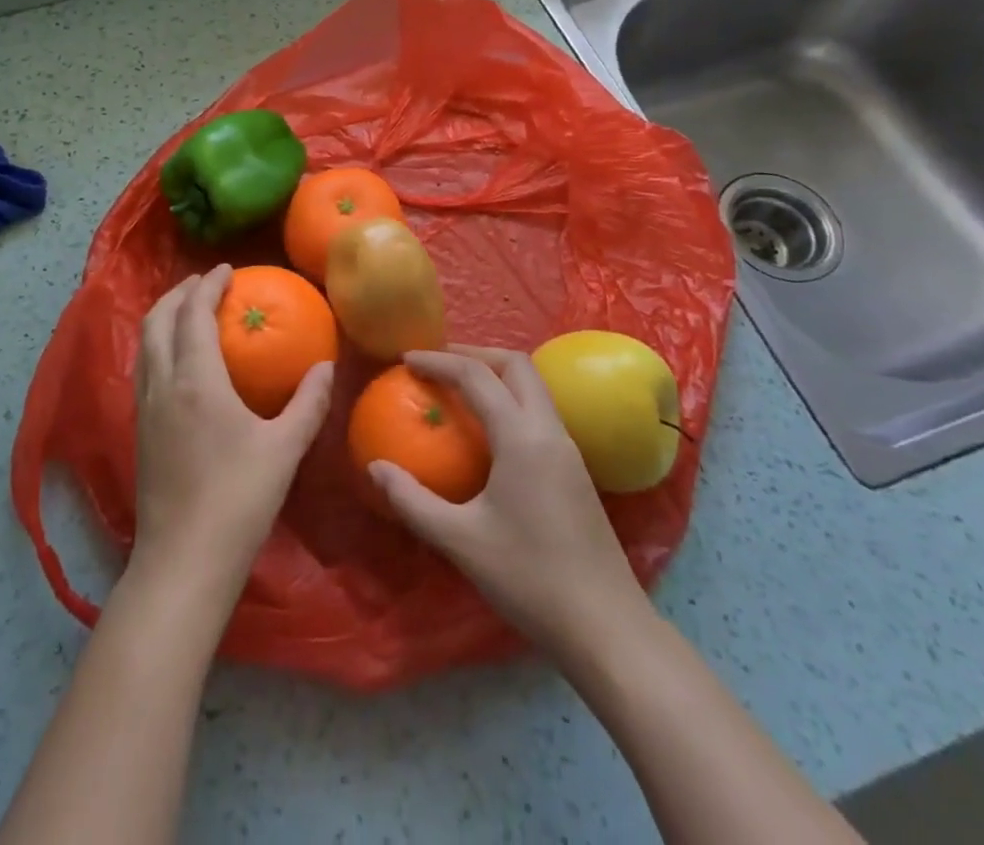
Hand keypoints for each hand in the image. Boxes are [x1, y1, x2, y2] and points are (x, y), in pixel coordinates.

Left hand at [129, 265, 334, 598]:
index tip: (226, 270)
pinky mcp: (139, 431)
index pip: (193, 313)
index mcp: (195, 380)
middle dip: (179, 293)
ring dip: (164, 317)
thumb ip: (308, 403)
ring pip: (145, 344)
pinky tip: (179, 361)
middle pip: (157, 319)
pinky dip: (159, 345)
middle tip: (205, 283)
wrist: (183, 562)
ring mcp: (144, 408)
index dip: (208, 285)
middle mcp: (162, 384)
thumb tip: (326, 366)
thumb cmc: (238, 500)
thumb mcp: (284, 449)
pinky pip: (144, 368)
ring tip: (189, 311)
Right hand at [368, 346, 650, 666]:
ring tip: (459, 390)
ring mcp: (569, 450)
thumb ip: (412, 500)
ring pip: (533, 387)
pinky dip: (510, 401)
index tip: (406, 359)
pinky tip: (490, 433)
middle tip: (437, 365)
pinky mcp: (576, 471)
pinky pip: (540, 413)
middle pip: (516, 365)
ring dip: (496, 375)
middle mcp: (549, 431)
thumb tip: (375, 468)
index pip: (476, 376)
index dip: (438, 361)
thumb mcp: (460, 541)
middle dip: (474, 354)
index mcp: (522, 437)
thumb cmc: (529, 579)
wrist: (608, 629)